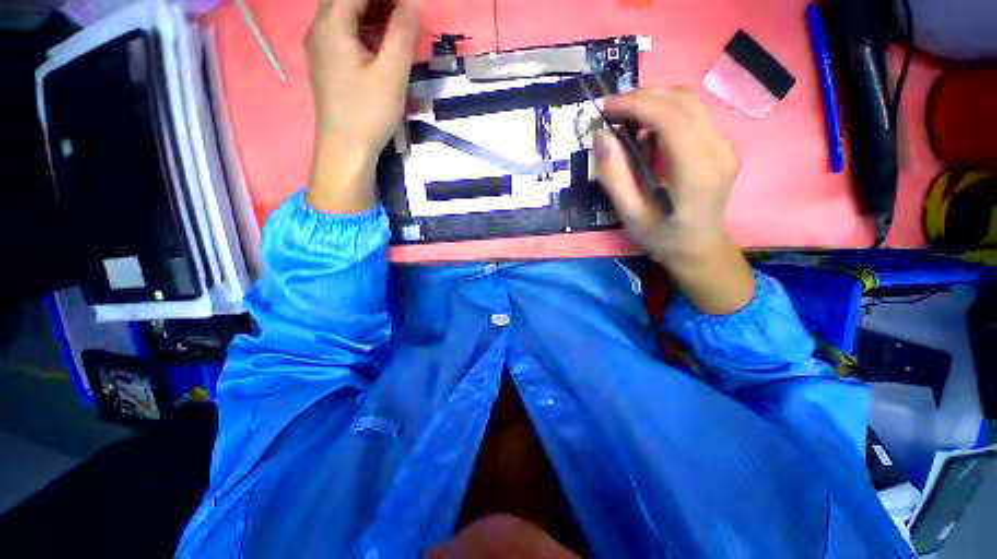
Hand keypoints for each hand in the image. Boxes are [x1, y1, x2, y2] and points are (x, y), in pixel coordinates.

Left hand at [305, 0, 419, 213]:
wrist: (343, 151)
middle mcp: (319, 30)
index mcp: (332, 28)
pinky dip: (364, 15)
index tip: (409, 2)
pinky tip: (386, 25)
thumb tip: (411, 1)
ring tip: (400, 13)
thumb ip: (403, 26)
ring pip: (342, 7)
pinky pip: (342, 21)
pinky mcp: (325, 55)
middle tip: (404, 7)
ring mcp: (319, 43)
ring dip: (371, 4)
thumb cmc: (366, 111)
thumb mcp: (392, 67)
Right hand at [594, 87, 754, 313]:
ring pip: (687, 98)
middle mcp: (718, 151)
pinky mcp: (724, 141)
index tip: (605, 109)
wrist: (704, 248)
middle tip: (614, 112)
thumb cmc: (668, 238)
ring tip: (632, 119)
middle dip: (640, 97)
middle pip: (680, 99)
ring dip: (654, 99)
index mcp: (698, 173)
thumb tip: (602, 134)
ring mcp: (725, 144)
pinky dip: (667, 108)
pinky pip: (693, 109)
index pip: (670, 117)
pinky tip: (652, 128)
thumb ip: (615, 176)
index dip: (635, 104)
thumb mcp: (632, 217)